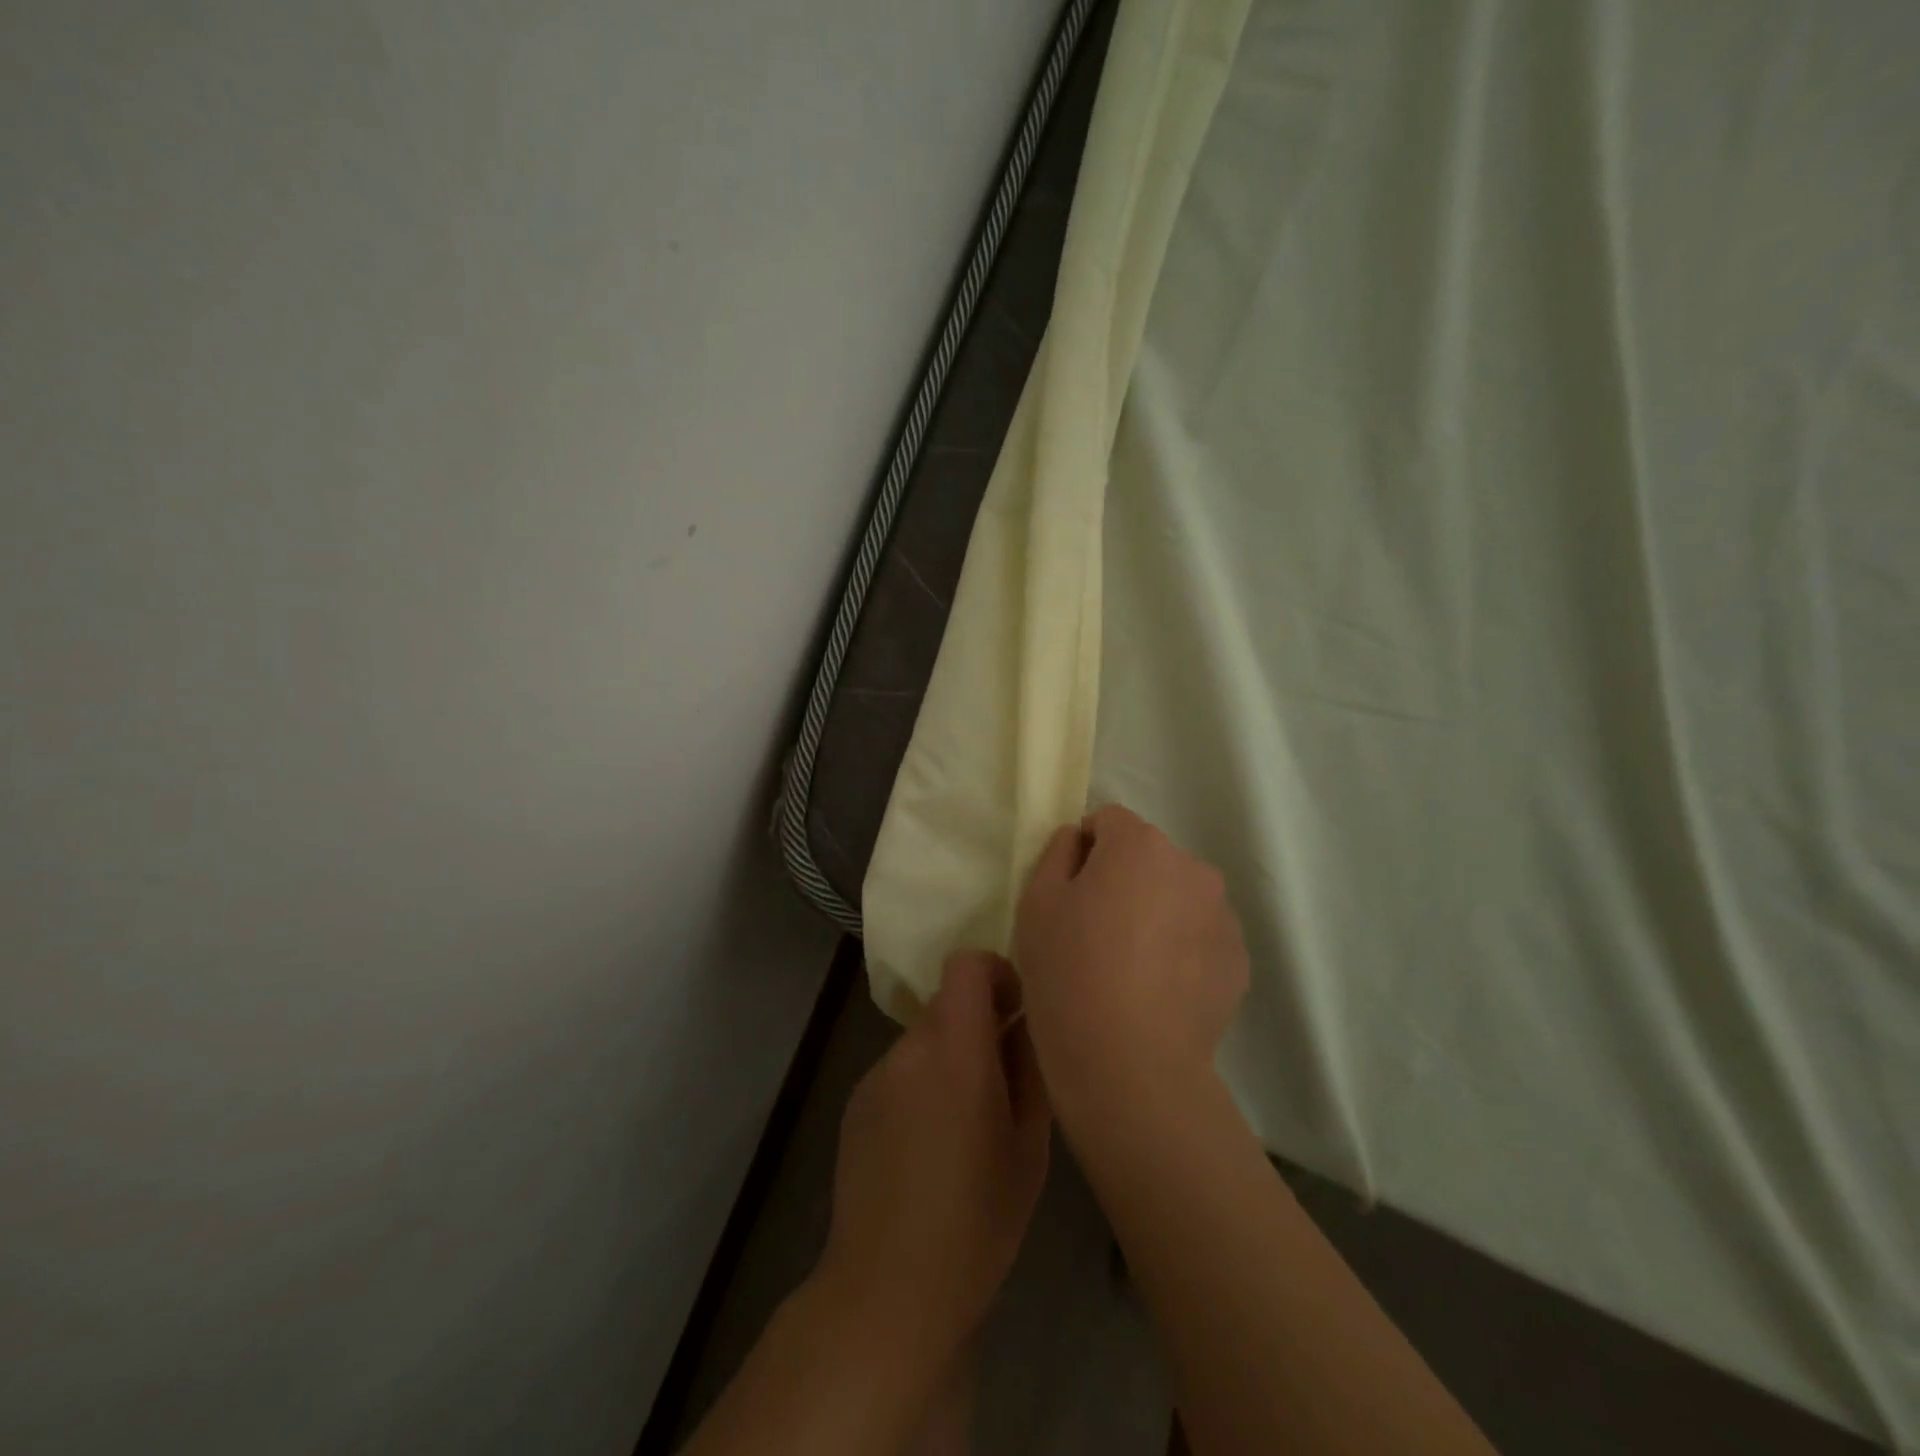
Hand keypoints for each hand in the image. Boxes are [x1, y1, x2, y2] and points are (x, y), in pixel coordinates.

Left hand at [815, 950, 1050, 1370]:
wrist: (888, 1289)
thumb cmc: (977, 1223)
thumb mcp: (1029, 1147)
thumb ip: (1029, 1070)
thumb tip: (1027, 1024)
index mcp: (955, 1051)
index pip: (966, 965)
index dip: (996, 973)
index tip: (1018, 1010)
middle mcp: (909, 1049)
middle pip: (948, 1003)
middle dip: (980, 1022)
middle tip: (1004, 1074)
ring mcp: (876, 1074)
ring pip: (925, 1037)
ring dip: (951, 1056)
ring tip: (968, 1120)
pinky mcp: (856, 1101)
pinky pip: (901, 1069)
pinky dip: (922, 1082)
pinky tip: (930, 1143)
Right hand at [1013, 805, 1248, 1139]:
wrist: (1131, 1064)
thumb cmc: (1070, 973)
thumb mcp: (1036, 903)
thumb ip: (1057, 853)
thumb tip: (1080, 840)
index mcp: (1140, 845)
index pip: (1107, 821)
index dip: (1083, 852)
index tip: (1069, 895)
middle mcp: (1191, 867)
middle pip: (1147, 858)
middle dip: (1123, 880)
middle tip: (1096, 933)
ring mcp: (1222, 914)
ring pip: (1177, 896)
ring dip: (1156, 912)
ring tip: (1131, 967)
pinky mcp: (1238, 960)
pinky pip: (1200, 935)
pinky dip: (1181, 949)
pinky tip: (1158, 990)